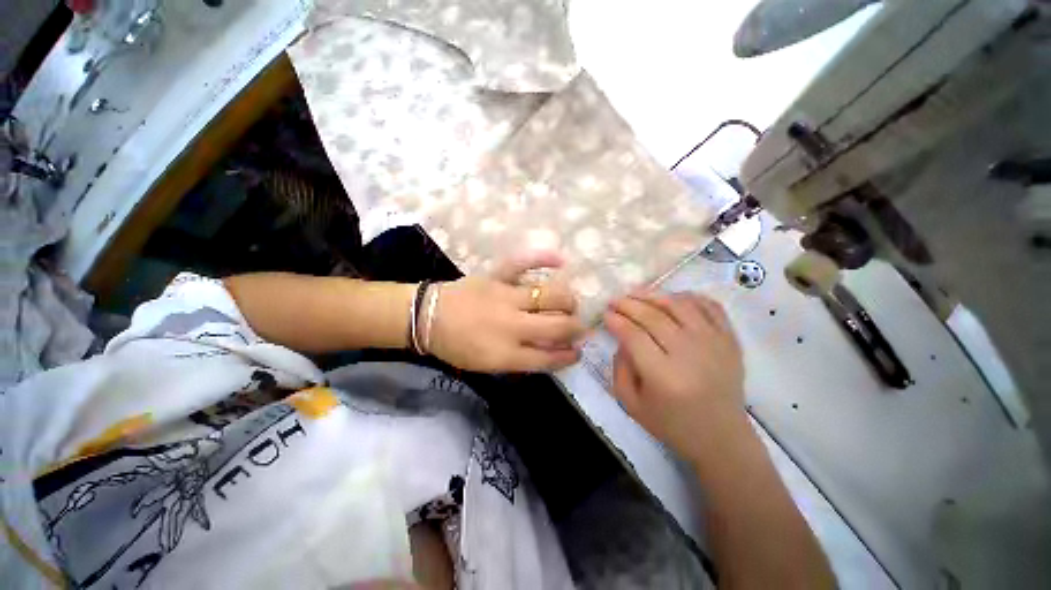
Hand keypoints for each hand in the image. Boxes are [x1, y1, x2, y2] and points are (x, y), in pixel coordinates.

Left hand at [427, 252, 585, 372]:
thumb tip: (551, 351)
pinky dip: (542, 258)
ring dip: (568, 301)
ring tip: (571, 304)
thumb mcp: (487, 365)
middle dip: (576, 328)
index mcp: (505, 353)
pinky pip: (522, 263)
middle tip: (580, 327)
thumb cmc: (456, 346)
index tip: (578, 352)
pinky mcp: (496, 277)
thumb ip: (520, 361)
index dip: (569, 356)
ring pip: (550, 296)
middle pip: (557, 326)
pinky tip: (561, 259)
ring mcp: (505, 297)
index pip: (549, 357)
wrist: (427, 317)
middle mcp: (511, 325)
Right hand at [604, 291, 745, 460]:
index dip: (616, 321)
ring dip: (654, 295)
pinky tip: (671, 298)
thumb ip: (620, 368)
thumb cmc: (671, 424)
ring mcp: (714, 344)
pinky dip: (689, 296)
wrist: (721, 438)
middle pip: (653, 316)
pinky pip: (710, 306)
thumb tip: (622, 337)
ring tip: (636, 293)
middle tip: (614, 300)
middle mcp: (690, 355)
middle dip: (628, 304)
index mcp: (664, 376)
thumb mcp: (631, 404)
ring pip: (679, 305)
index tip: (606, 314)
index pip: (634, 335)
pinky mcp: (730, 340)